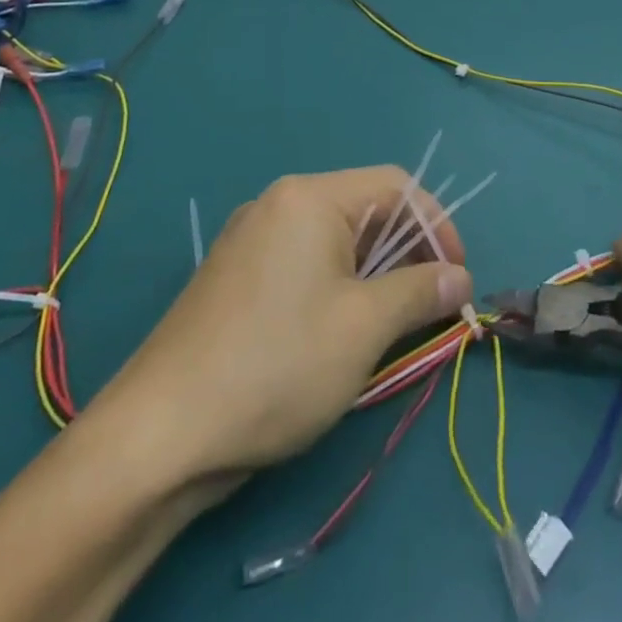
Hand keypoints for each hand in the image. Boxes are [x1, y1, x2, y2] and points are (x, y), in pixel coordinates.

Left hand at [91, 166, 473, 480]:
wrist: (159, 435)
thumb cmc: (277, 365)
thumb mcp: (364, 328)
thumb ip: (420, 292)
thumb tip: (461, 278)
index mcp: (310, 197)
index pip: (395, 186)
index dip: (437, 226)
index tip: (458, 278)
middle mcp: (278, 203)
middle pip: (364, 210)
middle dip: (407, 253)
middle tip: (431, 305)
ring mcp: (250, 240)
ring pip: (334, 241)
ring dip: (374, 275)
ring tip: (391, 326)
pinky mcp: (235, 278)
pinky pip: (303, 264)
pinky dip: (337, 287)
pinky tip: (340, 334)